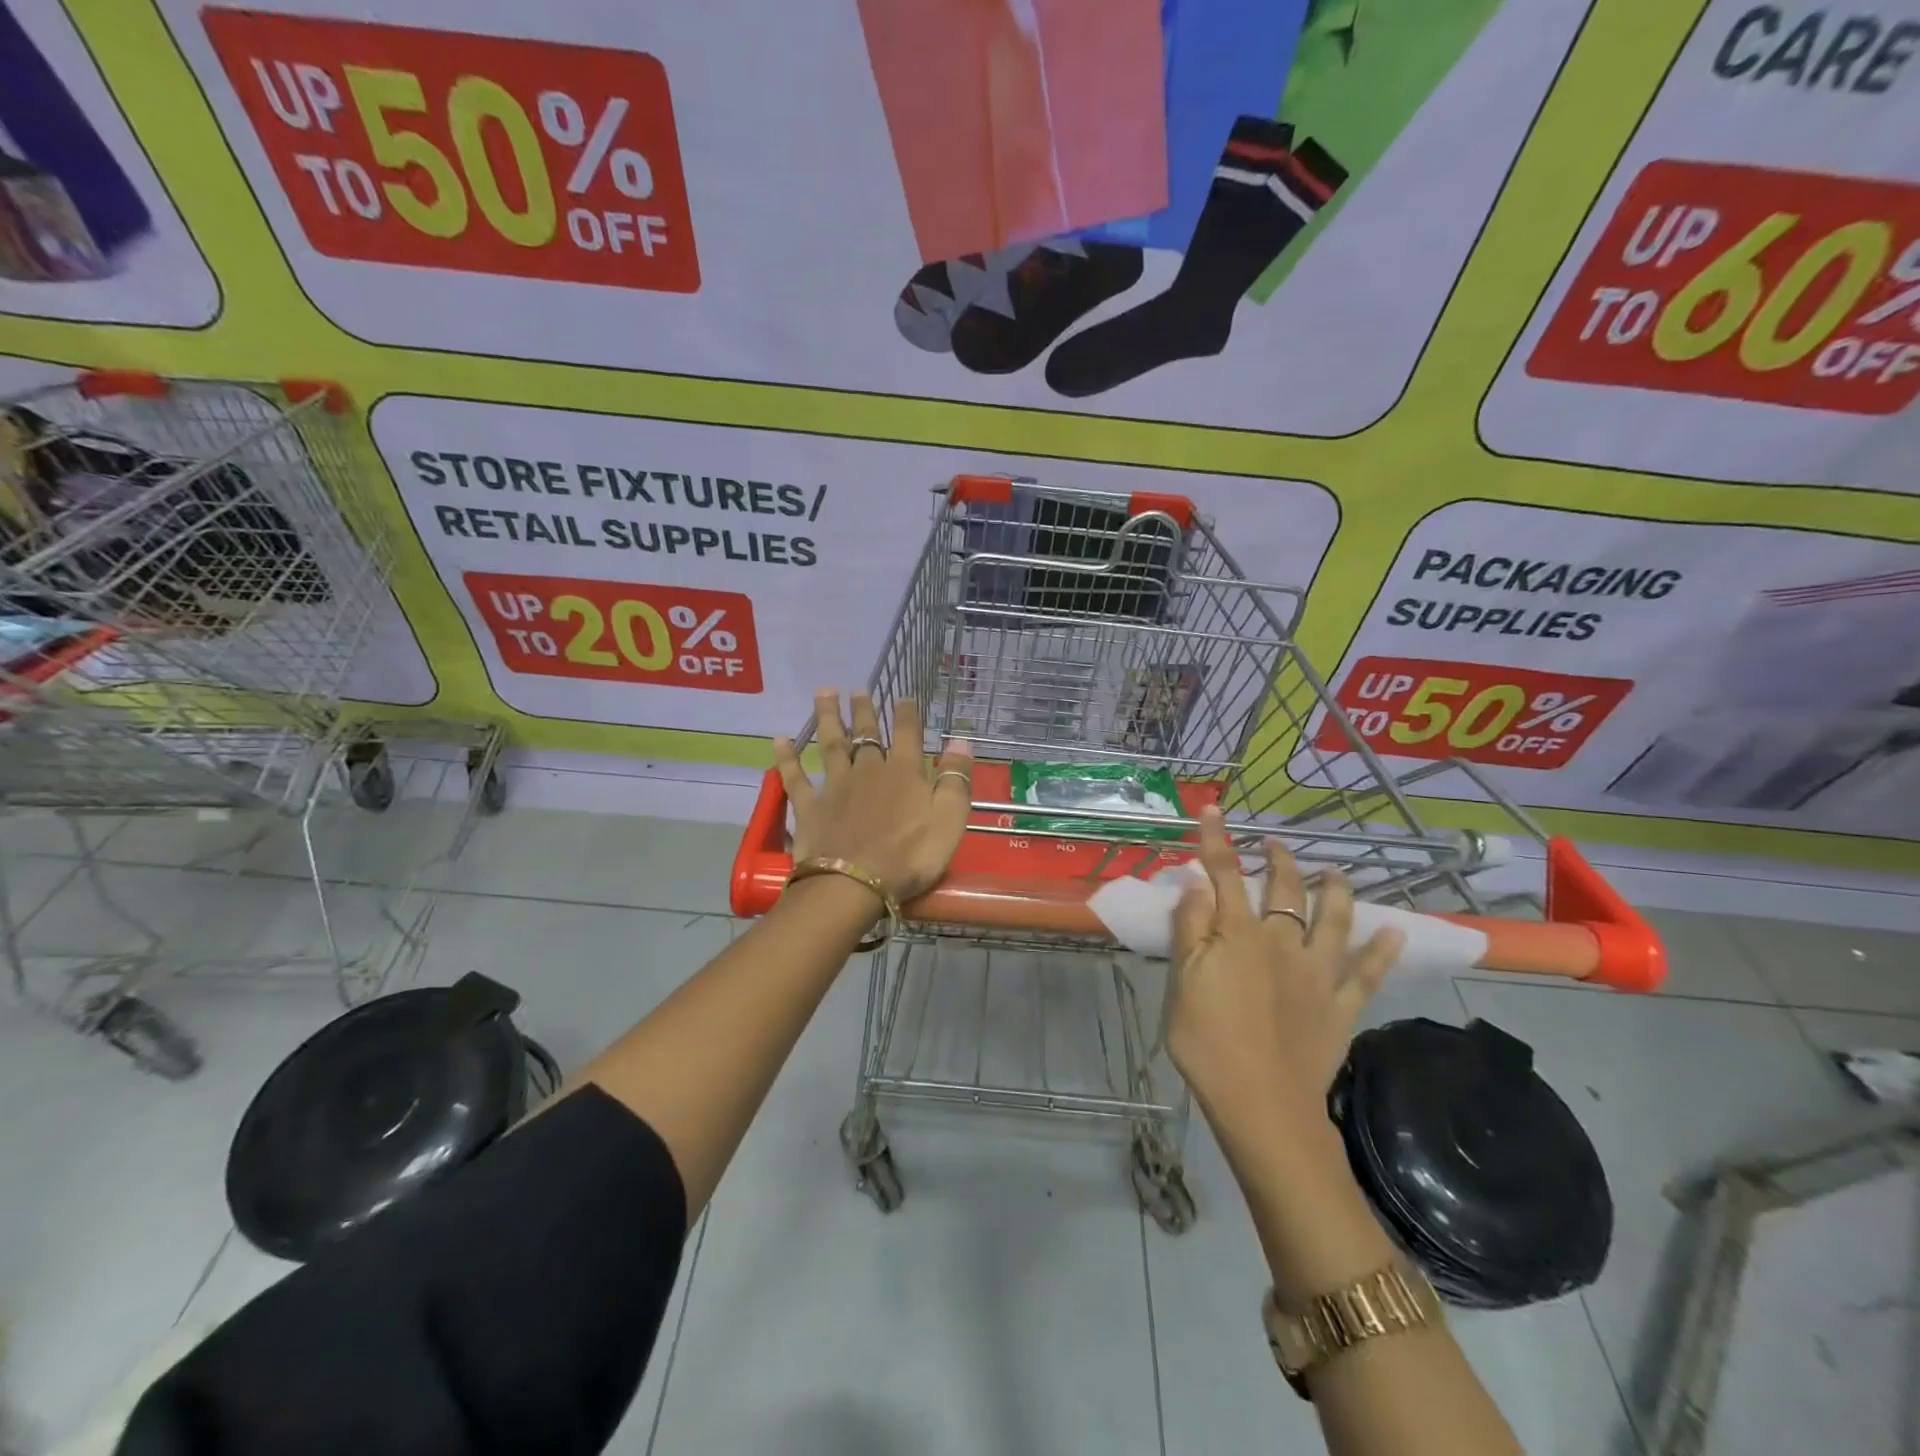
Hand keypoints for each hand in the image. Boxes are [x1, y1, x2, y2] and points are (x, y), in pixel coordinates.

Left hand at [773, 690, 972, 903]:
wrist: (855, 884)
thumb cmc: (910, 856)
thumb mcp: (949, 820)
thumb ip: (956, 779)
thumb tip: (962, 741)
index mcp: (904, 773)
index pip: (907, 734)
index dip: (907, 714)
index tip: (905, 696)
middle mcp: (868, 771)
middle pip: (866, 734)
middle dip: (863, 710)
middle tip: (858, 690)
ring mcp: (836, 787)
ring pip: (831, 745)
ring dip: (828, 718)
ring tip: (823, 693)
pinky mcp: (810, 807)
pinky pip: (796, 777)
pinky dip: (787, 758)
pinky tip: (779, 740)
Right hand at [1167, 806, 1404, 1125]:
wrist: (1262, 1102)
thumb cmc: (1207, 1041)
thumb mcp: (1182, 982)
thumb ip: (1191, 928)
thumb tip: (1197, 883)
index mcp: (1238, 935)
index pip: (1224, 875)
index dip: (1218, 841)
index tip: (1214, 810)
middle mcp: (1282, 943)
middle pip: (1283, 892)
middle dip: (1279, 862)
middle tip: (1276, 845)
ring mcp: (1317, 974)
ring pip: (1332, 921)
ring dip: (1335, 893)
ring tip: (1336, 872)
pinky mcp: (1340, 1007)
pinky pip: (1367, 974)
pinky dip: (1383, 952)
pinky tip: (1395, 932)